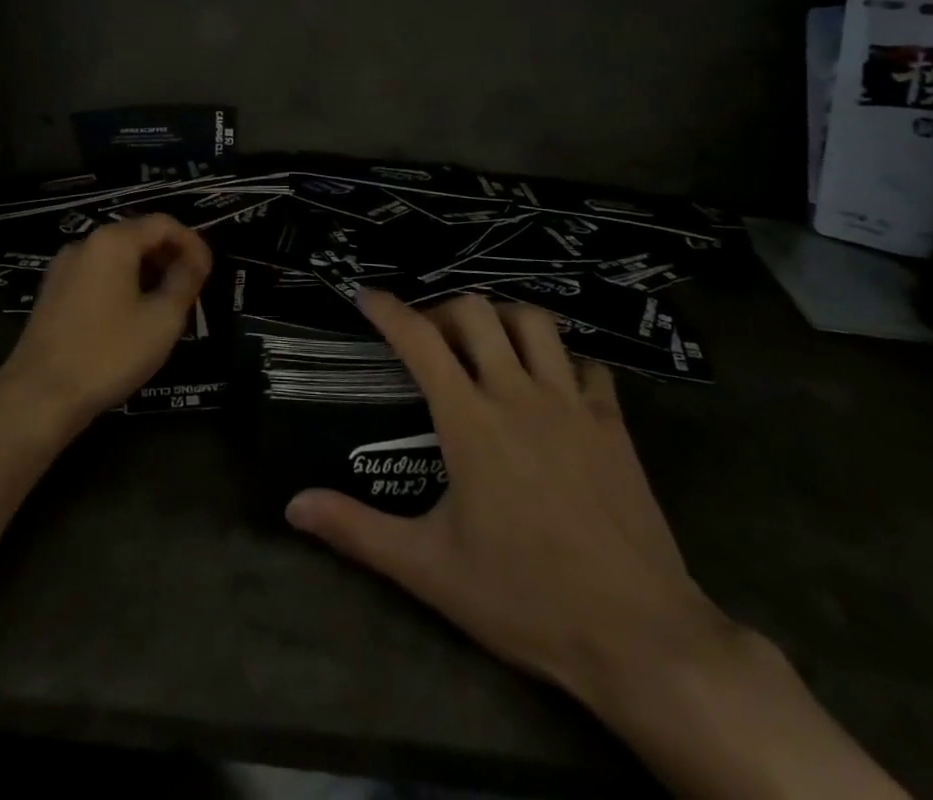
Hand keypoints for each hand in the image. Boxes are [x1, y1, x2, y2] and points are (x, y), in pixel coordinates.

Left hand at [0, 215, 212, 436]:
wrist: (39, 396)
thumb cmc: (109, 354)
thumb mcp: (162, 319)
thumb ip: (185, 281)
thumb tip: (196, 260)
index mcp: (113, 241)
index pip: (163, 224)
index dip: (192, 243)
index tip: (208, 272)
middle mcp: (85, 244)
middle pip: (138, 235)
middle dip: (169, 256)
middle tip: (191, 288)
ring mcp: (64, 268)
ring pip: (117, 256)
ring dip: (147, 272)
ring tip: (167, 304)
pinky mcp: (52, 292)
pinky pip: (98, 274)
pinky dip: (123, 284)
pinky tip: (133, 315)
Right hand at [284, 291, 733, 711]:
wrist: (640, 637)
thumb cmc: (525, 598)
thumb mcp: (429, 568)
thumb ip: (357, 530)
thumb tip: (293, 506)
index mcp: (470, 420)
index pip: (420, 340)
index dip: (388, 310)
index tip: (366, 295)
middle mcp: (519, 395)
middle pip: (477, 312)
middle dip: (443, 308)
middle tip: (429, 335)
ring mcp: (572, 404)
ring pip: (536, 322)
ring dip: (503, 320)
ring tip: (487, 345)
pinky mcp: (614, 424)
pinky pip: (587, 366)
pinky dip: (563, 361)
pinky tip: (552, 386)